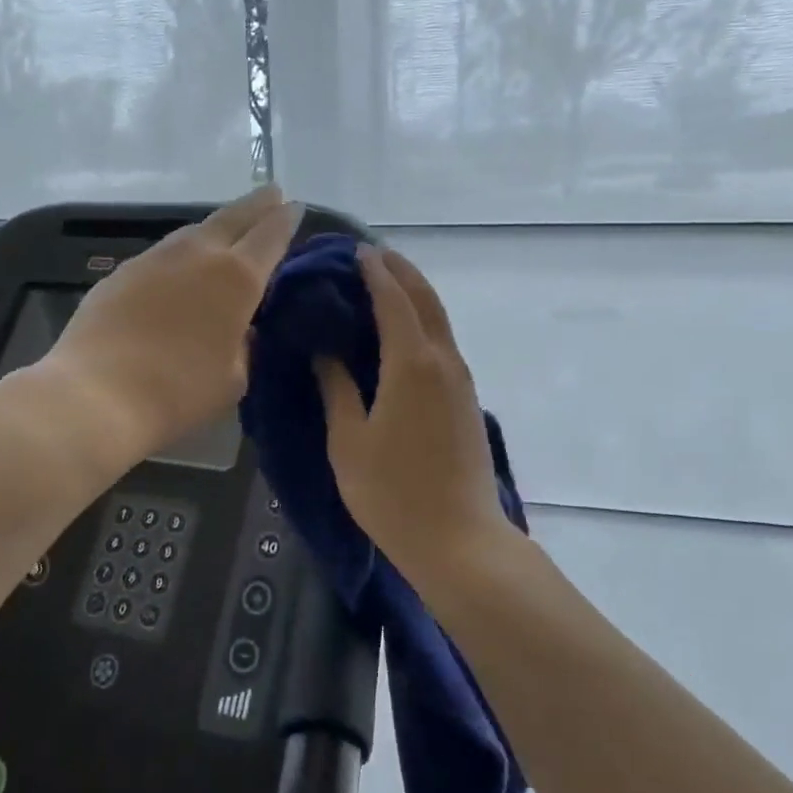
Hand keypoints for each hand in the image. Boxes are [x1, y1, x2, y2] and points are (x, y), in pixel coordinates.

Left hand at [47, 186, 302, 460]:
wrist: (97, 395)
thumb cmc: (178, 392)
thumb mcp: (233, 379)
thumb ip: (245, 347)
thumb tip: (242, 330)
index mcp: (237, 277)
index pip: (271, 235)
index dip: (286, 220)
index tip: (295, 206)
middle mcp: (198, 255)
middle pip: (233, 217)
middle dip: (257, 204)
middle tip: (272, 192)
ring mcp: (155, 259)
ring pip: (194, 230)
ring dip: (217, 225)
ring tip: (228, 227)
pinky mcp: (122, 272)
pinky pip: (164, 252)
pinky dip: (183, 250)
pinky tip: (181, 266)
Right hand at [316, 246, 508, 586]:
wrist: (460, 541)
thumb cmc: (393, 493)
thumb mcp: (349, 441)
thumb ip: (337, 388)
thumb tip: (325, 350)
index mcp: (412, 363)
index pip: (393, 300)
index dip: (375, 272)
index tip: (355, 251)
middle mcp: (443, 360)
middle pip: (426, 299)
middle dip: (401, 271)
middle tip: (372, 256)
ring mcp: (461, 380)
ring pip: (440, 319)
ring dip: (415, 293)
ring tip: (386, 283)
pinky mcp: (467, 399)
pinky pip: (444, 342)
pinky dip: (424, 320)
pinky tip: (404, 331)